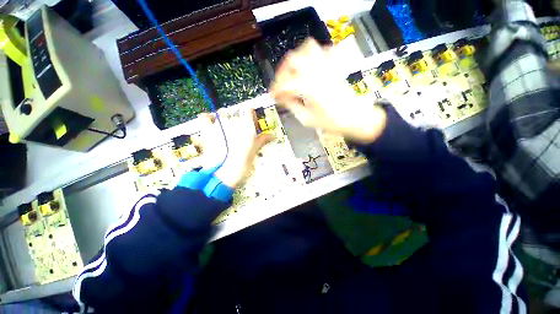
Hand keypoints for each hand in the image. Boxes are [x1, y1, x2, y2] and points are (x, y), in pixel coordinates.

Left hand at [199, 109, 273, 187]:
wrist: (223, 174)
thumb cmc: (242, 163)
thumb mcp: (254, 151)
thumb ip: (262, 140)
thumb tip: (273, 135)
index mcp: (247, 127)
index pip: (249, 111)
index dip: (250, 115)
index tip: (251, 122)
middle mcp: (234, 122)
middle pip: (236, 113)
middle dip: (238, 121)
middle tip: (238, 133)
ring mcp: (219, 125)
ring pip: (222, 113)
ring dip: (224, 119)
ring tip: (225, 129)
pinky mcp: (207, 130)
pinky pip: (204, 117)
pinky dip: (207, 117)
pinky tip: (210, 121)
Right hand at [270, 38, 386, 143]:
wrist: (354, 118)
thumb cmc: (331, 122)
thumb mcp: (307, 119)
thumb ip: (292, 105)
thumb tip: (282, 97)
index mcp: (310, 88)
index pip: (286, 83)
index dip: (276, 89)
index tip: (273, 96)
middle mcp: (318, 72)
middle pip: (293, 59)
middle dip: (282, 72)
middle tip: (281, 84)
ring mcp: (327, 66)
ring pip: (307, 48)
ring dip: (296, 59)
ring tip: (293, 72)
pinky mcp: (334, 66)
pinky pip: (323, 50)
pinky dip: (313, 54)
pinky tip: (309, 66)